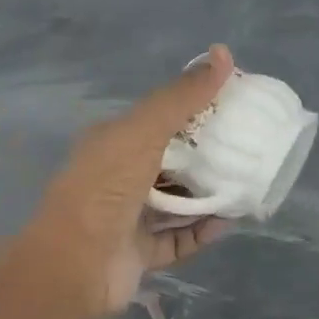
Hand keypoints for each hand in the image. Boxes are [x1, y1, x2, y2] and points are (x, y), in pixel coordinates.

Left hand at [20, 45, 235, 315]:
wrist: (75, 265)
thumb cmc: (106, 188)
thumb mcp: (144, 131)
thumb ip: (182, 97)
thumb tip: (222, 53)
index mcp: (112, 143)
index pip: (158, 120)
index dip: (193, 112)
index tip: (231, 107)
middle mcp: (117, 178)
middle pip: (169, 162)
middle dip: (204, 157)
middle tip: (244, 148)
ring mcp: (127, 219)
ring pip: (175, 203)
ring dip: (206, 196)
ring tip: (243, 185)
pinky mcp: (138, 254)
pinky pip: (177, 240)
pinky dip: (201, 232)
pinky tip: (227, 222)